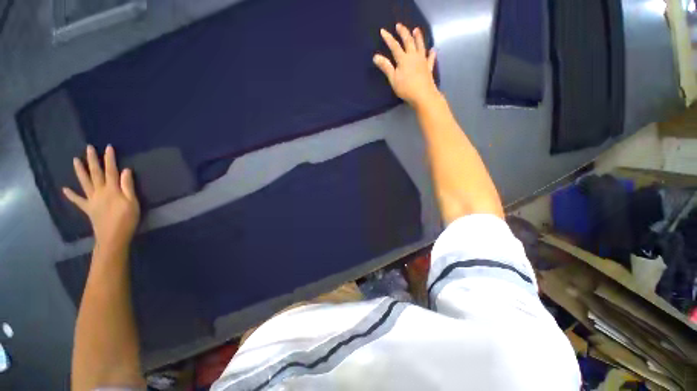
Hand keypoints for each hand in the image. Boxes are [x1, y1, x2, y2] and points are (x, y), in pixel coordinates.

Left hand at [63, 145, 139, 250]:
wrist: (113, 237)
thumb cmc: (127, 219)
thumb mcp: (132, 202)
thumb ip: (128, 186)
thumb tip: (126, 170)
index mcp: (112, 189)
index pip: (111, 171)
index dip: (109, 159)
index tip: (108, 147)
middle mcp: (99, 191)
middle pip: (95, 173)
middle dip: (92, 160)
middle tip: (88, 148)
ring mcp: (91, 200)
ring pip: (84, 182)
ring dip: (80, 171)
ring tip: (75, 160)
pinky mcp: (88, 208)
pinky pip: (78, 200)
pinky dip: (71, 195)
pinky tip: (65, 189)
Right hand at [373, 23, 438, 108]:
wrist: (423, 95)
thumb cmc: (406, 88)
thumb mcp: (393, 79)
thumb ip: (386, 67)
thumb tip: (376, 56)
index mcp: (403, 59)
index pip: (394, 46)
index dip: (388, 38)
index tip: (383, 31)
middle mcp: (413, 56)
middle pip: (408, 41)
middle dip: (403, 32)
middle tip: (399, 26)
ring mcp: (422, 61)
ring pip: (420, 46)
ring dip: (418, 37)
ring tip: (416, 30)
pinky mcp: (429, 68)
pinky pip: (430, 58)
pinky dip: (431, 53)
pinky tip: (432, 50)